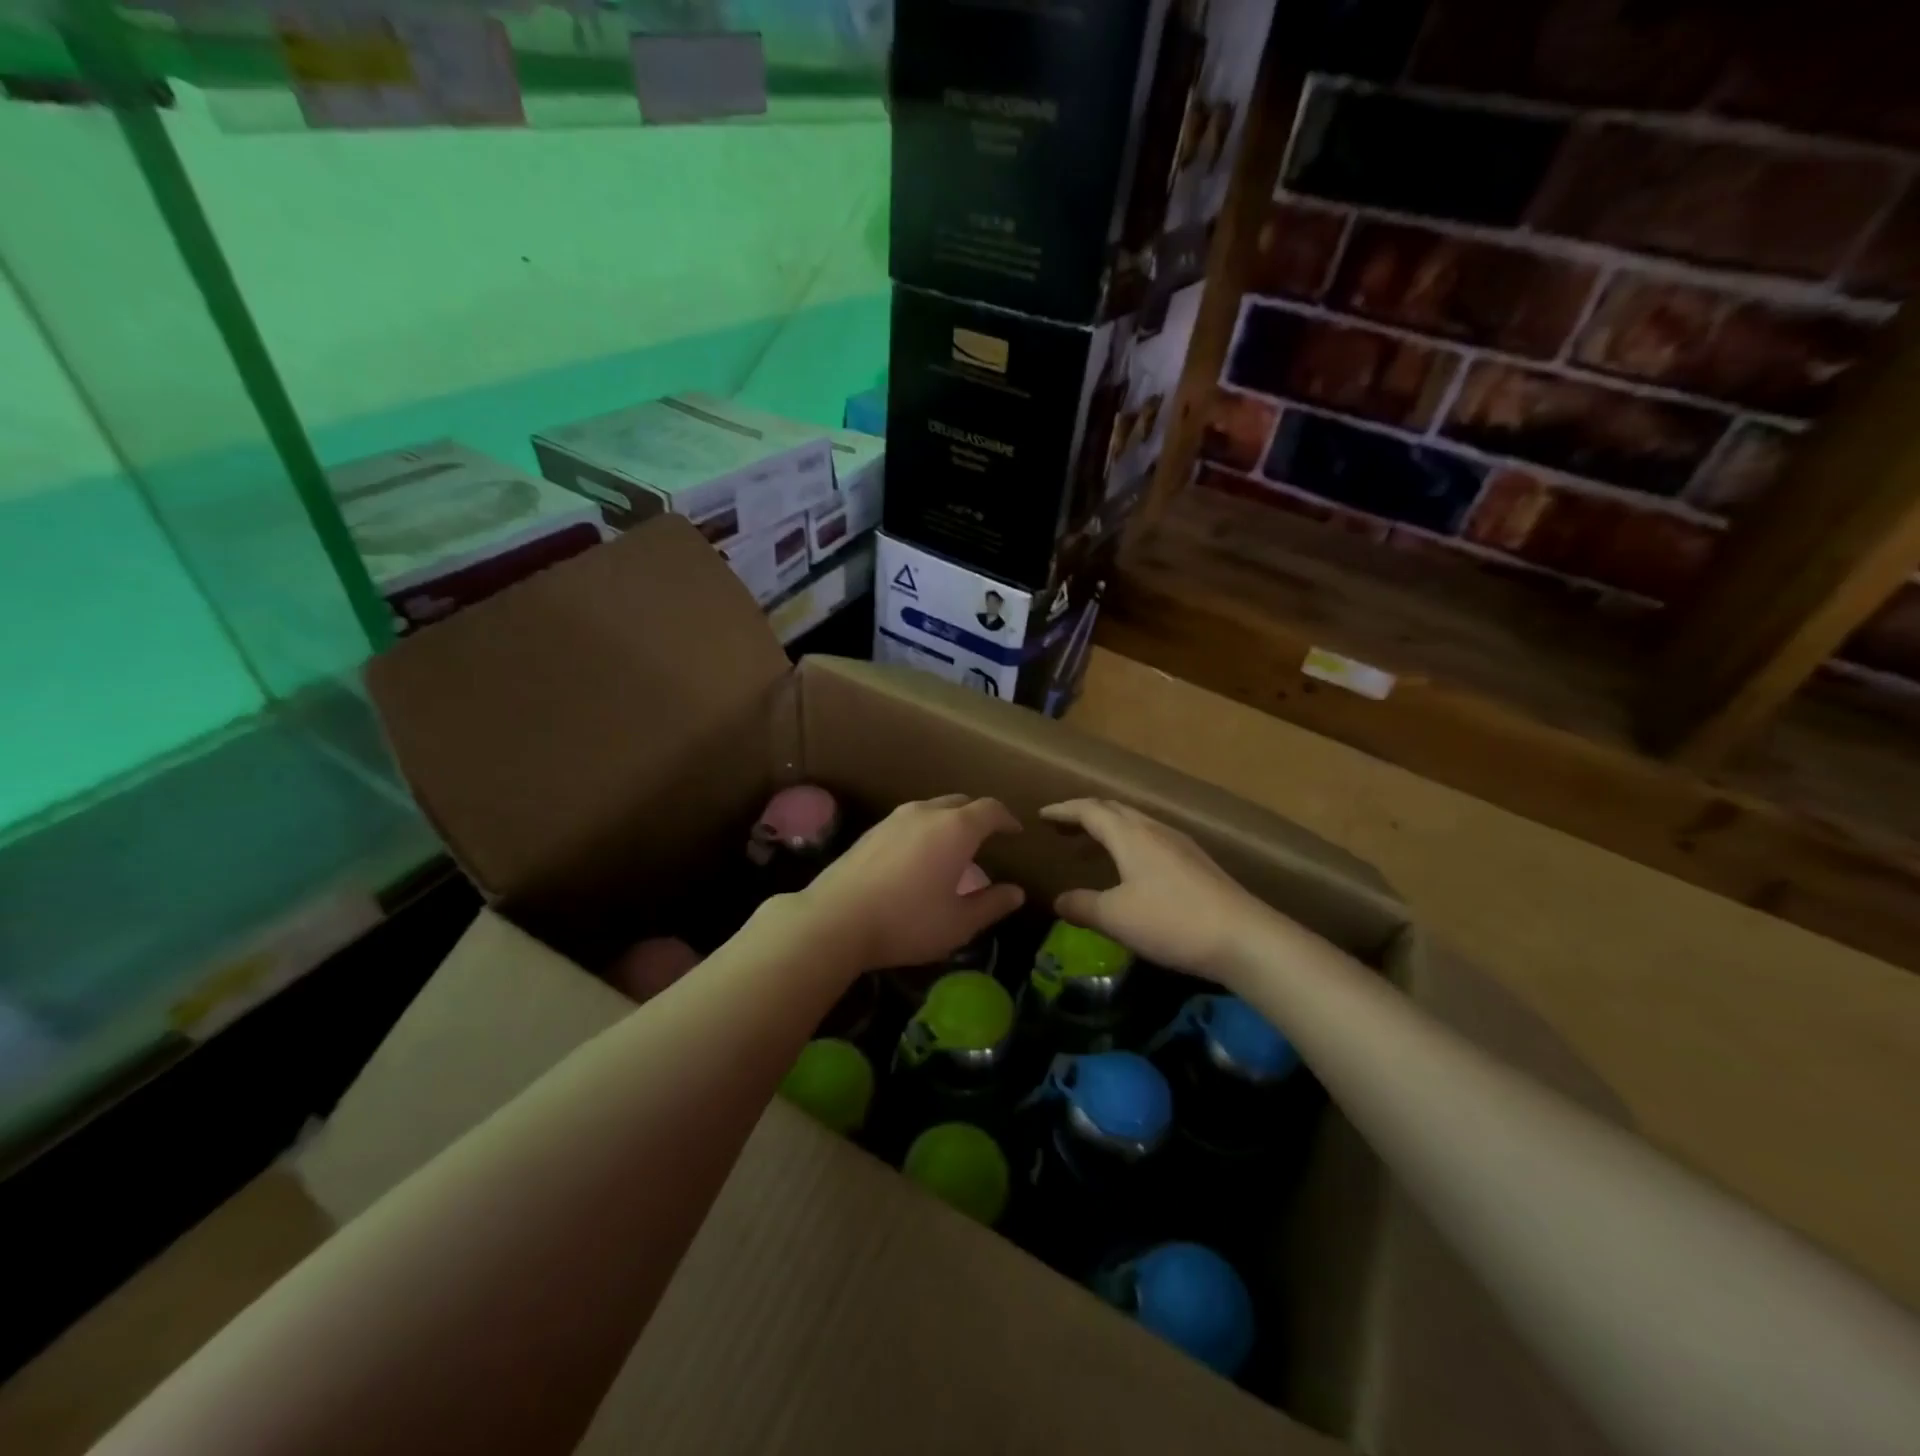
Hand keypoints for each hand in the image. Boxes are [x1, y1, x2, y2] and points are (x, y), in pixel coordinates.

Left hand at [796, 795, 1025, 973]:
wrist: (835, 920)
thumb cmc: (907, 922)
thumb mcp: (958, 923)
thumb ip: (991, 905)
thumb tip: (1016, 893)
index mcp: (955, 829)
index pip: (990, 809)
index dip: (1007, 818)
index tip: (1015, 831)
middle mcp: (925, 813)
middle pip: (960, 803)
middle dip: (978, 817)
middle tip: (987, 838)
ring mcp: (894, 819)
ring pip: (931, 809)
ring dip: (949, 822)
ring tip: (953, 848)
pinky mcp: (871, 832)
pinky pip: (909, 821)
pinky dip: (924, 830)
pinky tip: (918, 857)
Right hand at [1042, 798, 1275, 983]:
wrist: (1244, 937)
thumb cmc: (1171, 921)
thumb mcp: (1116, 917)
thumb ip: (1082, 906)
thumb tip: (1058, 900)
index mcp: (1130, 835)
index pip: (1090, 810)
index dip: (1063, 810)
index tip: (1042, 815)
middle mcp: (1154, 830)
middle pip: (1114, 809)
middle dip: (1085, 814)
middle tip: (1063, 827)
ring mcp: (1180, 844)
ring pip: (1136, 823)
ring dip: (1109, 829)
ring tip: (1092, 847)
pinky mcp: (1196, 863)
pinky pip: (1152, 838)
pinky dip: (1129, 842)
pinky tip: (1132, 868)